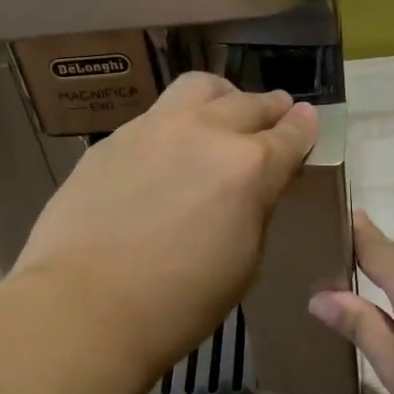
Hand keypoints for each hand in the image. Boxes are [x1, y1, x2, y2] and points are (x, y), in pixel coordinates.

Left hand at [10, 72, 319, 378]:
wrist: (86, 305)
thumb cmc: (179, 302)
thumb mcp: (243, 262)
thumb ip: (254, 210)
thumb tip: (254, 187)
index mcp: (250, 167)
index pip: (291, 134)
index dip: (304, 127)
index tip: (307, 120)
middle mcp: (206, 132)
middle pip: (249, 103)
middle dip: (270, 107)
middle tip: (274, 114)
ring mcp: (155, 128)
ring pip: (199, 88)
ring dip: (222, 97)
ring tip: (221, 111)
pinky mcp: (114, 138)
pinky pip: (156, 115)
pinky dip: (176, 122)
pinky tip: (167, 149)